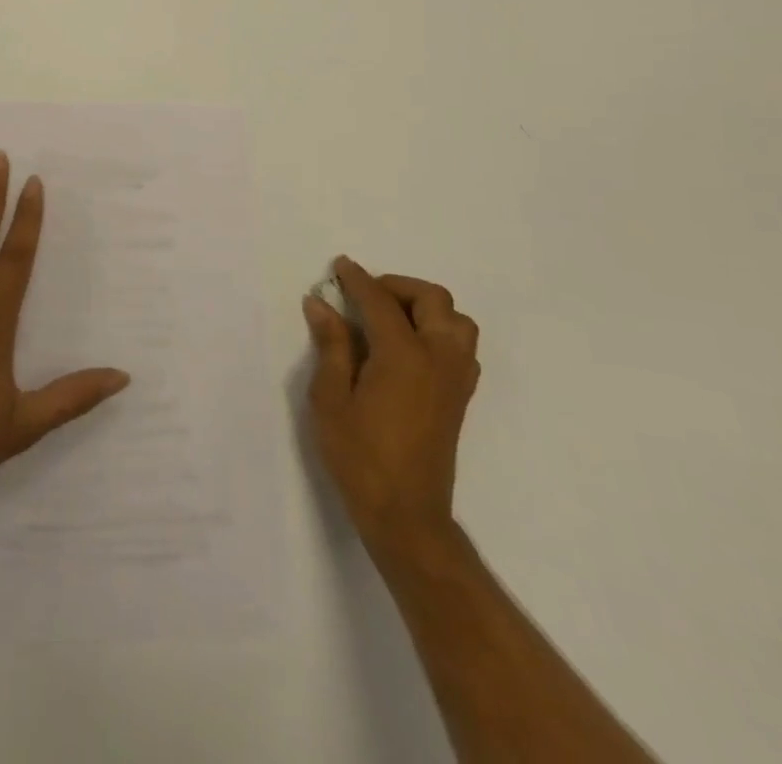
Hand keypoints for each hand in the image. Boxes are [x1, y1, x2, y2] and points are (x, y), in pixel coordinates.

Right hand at [303, 256, 480, 541]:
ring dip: (425, 307)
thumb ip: (331, 345)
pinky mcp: (460, 396)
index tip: (339, 266)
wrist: (406, 516)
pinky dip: (439, 331)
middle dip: (396, 286)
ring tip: (390, 318)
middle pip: (432, 299)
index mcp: (404, 355)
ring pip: (455, 320)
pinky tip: (408, 347)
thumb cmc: (360, 457)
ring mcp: (455, 378)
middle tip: (364, 296)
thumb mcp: (331, 399)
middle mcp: (438, 358)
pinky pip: (460, 346)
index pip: (380, 301)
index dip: (357, 279)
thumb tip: (320, 304)